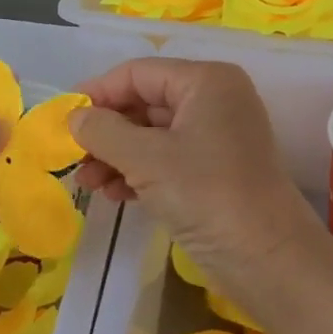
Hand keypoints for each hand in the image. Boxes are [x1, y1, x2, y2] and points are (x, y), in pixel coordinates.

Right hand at [70, 58, 321, 312]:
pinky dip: (138, 172)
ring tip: (88, 184)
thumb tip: (74, 116)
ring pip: (152, 134)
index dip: (97, 92)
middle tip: (73, 156)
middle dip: (106, 131)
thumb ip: (103, 131)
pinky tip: (114, 194)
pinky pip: (166, 158)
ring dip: (116, 156)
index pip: (138, 73)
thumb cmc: (207, 195)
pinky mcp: (216, 170)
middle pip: (144, 103)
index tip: (62, 118)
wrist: (269, 260)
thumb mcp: (146, 159)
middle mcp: (214, 100)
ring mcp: (217, 136)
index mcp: (205, 81)